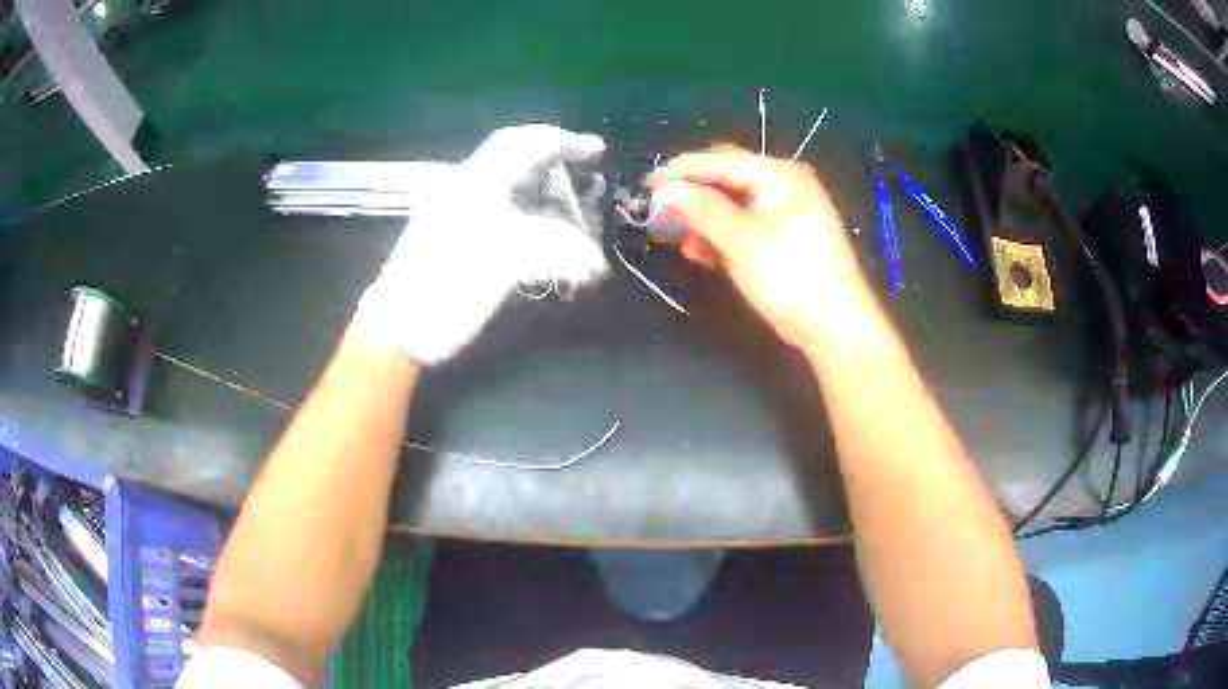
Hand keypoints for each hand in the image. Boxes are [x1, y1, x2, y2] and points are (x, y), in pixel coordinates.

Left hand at [352, 125, 609, 363]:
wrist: (401, 328)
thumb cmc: (446, 285)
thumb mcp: (504, 260)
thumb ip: (555, 251)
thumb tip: (597, 263)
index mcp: (474, 182)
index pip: (524, 143)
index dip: (563, 140)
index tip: (597, 149)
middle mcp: (467, 191)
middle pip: (520, 166)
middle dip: (558, 171)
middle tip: (588, 184)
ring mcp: (460, 216)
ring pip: (515, 195)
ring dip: (549, 203)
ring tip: (577, 220)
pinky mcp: (460, 242)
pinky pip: (507, 222)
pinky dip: (534, 227)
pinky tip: (549, 246)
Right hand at [648, 147, 875, 349]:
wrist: (834, 326)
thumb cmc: (790, 275)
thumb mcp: (741, 240)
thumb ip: (701, 209)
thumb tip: (664, 189)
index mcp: (779, 175)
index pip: (721, 160)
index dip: (681, 171)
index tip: (647, 186)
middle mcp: (784, 186)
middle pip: (727, 181)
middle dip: (692, 197)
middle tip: (659, 212)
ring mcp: (786, 214)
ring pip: (733, 207)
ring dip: (703, 220)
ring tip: (676, 237)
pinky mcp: (784, 241)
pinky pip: (745, 228)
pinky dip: (722, 237)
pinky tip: (700, 252)